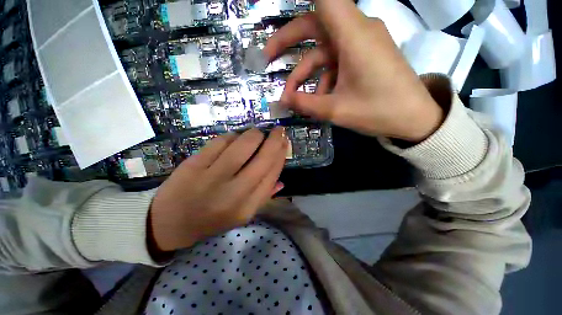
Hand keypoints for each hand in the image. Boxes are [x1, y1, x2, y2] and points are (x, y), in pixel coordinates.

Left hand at [149, 128, 287, 252]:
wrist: (169, 223)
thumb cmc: (211, 219)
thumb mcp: (242, 215)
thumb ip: (264, 197)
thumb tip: (282, 179)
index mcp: (247, 208)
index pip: (271, 175)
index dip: (281, 155)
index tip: (285, 143)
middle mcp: (233, 194)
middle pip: (262, 159)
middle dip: (274, 140)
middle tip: (279, 130)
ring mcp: (212, 178)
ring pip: (243, 145)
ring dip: (254, 134)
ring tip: (257, 133)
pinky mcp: (194, 165)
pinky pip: (221, 142)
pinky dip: (232, 136)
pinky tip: (234, 138)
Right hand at [263, 0, 443, 141]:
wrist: (415, 119)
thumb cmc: (378, 112)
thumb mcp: (336, 110)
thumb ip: (306, 104)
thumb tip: (282, 100)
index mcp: (353, 35)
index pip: (324, 0)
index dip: (302, 3)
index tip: (281, 8)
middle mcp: (358, 31)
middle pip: (315, 25)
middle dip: (288, 41)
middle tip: (268, 58)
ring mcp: (362, 44)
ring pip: (323, 50)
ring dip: (306, 73)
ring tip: (295, 98)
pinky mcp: (364, 56)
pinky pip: (336, 61)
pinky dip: (323, 77)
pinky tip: (319, 98)